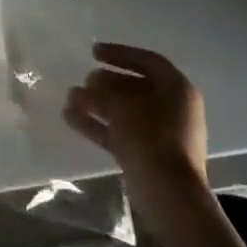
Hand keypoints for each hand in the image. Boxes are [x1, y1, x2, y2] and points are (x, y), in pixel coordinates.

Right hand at [64, 43, 209, 230]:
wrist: (168, 193)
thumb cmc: (149, 136)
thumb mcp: (121, 104)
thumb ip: (103, 89)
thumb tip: (91, 84)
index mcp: (176, 89)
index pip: (148, 61)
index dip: (120, 53)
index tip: (93, 52)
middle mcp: (173, 108)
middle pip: (136, 87)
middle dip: (106, 82)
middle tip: (84, 80)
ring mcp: (162, 133)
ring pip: (126, 110)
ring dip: (98, 104)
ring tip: (70, 98)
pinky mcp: (150, 155)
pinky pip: (122, 132)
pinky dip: (99, 125)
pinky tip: (71, 118)